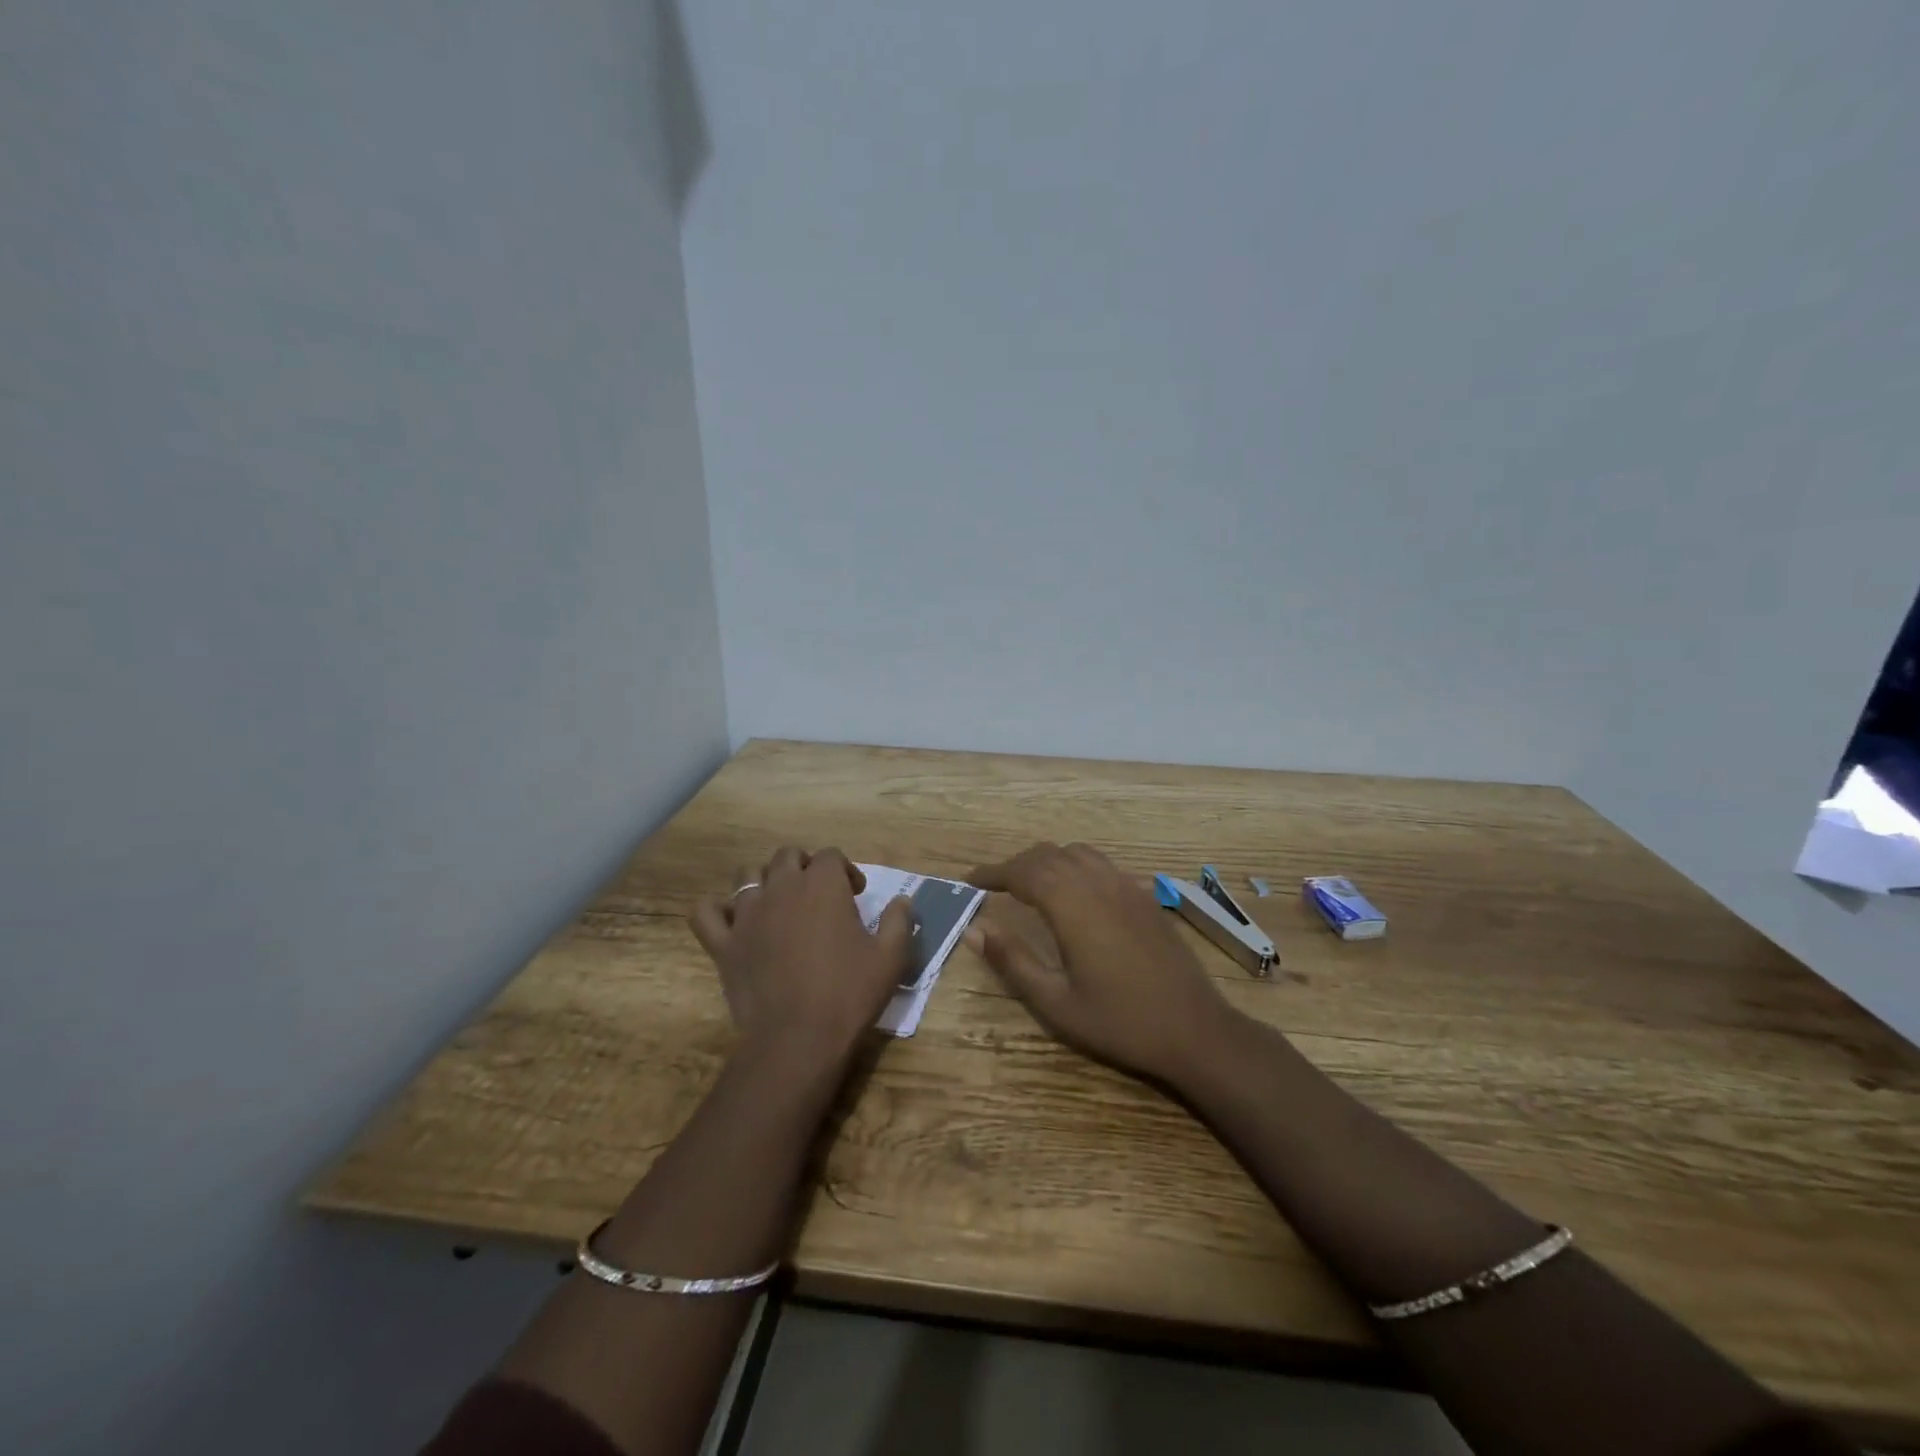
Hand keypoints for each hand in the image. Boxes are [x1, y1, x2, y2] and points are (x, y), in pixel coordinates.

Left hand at [691, 846, 915, 1076]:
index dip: (845, 870)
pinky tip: (733, 922)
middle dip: (805, 867)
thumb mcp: (891, 957)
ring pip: (747, 875)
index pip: (831, 855)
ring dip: (765, 881)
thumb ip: (899, 921)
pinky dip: (717, 911)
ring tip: (778, 904)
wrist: (798, 1039)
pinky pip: (706, 912)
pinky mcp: (723, 943)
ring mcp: (747, 914)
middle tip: (819, 896)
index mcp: (823, 885)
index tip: (856, 894)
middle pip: (787, 856)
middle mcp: (782, 887)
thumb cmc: (849, 994)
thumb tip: (903, 900)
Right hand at [965, 842, 1238, 1085]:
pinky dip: (1074, 864)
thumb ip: (1013, 962)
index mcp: (1073, 907)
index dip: (993, 872)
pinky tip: (1073, 891)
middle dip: (1016, 864)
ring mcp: (1126, 886)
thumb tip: (974, 929)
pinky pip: (1100, 863)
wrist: (1195, 1029)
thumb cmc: (1121, 1022)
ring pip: (1076, 853)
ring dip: (1046, 860)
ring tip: (1028, 883)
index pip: (1023, 872)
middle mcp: (1098, 884)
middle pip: (1048, 855)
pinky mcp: (1144, 897)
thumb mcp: (1057, 1004)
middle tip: (993, 885)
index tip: (969, 880)